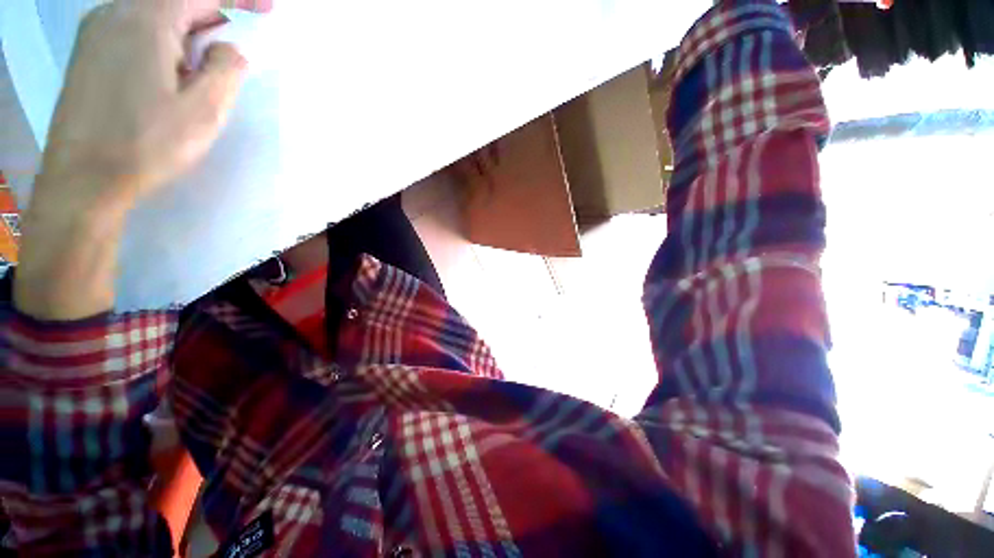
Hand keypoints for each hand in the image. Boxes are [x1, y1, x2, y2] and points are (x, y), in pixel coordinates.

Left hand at [16, 0, 245, 319]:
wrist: (81, 181)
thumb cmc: (146, 145)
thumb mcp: (203, 110)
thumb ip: (226, 70)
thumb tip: (228, 48)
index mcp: (146, 19)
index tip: (268, 9)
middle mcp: (116, 12)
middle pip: (175, 1)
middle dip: (209, 22)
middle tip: (228, 56)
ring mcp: (96, 32)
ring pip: (154, 16)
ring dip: (184, 37)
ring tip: (194, 77)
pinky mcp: (88, 54)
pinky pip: (133, 30)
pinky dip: (160, 43)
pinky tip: (164, 78)